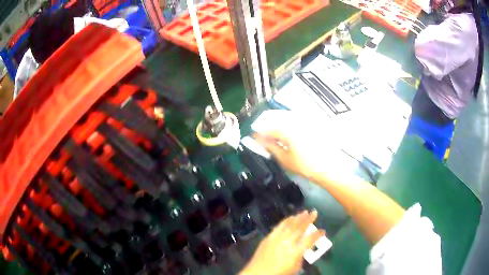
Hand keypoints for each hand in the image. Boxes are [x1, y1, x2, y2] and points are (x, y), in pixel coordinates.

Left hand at [240, 210, 324, 274]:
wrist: (257, 274)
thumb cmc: (278, 273)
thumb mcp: (295, 268)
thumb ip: (300, 256)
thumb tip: (303, 248)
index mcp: (294, 252)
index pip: (309, 240)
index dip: (318, 234)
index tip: (323, 231)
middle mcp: (286, 243)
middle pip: (299, 228)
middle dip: (308, 219)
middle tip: (314, 212)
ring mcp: (276, 239)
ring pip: (288, 225)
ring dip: (297, 218)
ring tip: (304, 212)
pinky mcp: (268, 238)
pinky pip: (278, 227)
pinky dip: (285, 221)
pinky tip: (289, 218)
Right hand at [254, 128, 343, 181]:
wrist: (329, 168)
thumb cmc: (305, 166)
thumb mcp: (285, 159)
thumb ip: (271, 147)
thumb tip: (260, 141)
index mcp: (288, 130)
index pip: (269, 128)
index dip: (260, 134)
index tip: (254, 138)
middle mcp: (297, 121)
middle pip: (278, 120)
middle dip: (269, 128)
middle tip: (264, 138)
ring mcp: (306, 122)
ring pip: (287, 118)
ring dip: (279, 125)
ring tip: (275, 136)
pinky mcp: (313, 124)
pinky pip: (297, 120)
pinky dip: (290, 125)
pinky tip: (289, 134)